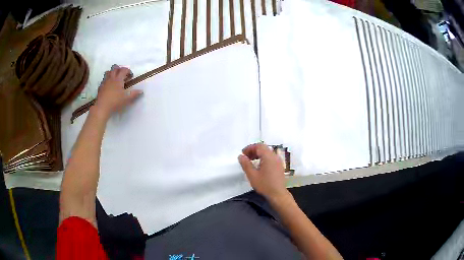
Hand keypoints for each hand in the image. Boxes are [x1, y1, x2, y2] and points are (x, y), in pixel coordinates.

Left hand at [94, 65, 142, 117]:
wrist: (102, 107)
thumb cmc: (115, 102)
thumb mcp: (127, 99)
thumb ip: (134, 94)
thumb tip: (141, 91)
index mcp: (118, 79)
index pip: (124, 69)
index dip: (128, 71)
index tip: (131, 76)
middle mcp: (111, 78)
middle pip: (115, 67)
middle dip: (120, 69)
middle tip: (123, 75)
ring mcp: (105, 82)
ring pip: (108, 72)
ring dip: (112, 72)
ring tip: (115, 78)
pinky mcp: (100, 87)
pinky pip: (104, 79)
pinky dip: (107, 80)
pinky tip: (109, 85)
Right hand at [238, 143, 288, 200]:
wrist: (278, 194)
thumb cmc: (264, 185)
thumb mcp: (252, 175)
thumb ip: (246, 164)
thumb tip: (241, 156)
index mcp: (268, 157)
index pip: (259, 146)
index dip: (250, 148)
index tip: (243, 153)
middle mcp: (275, 156)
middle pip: (264, 148)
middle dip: (254, 150)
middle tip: (246, 157)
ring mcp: (278, 161)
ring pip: (268, 152)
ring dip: (259, 154)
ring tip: (251, 161)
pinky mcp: (279, 166)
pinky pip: (271, 157)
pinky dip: (264, 158)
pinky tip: (259, 166)